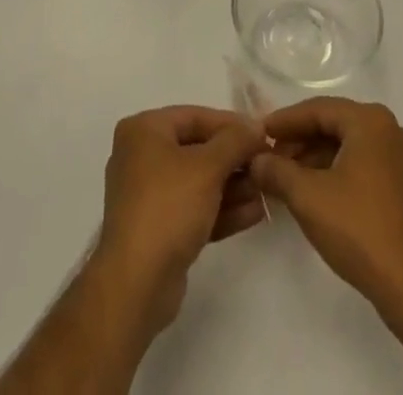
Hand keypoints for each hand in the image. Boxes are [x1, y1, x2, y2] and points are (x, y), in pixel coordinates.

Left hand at [91, 106, 266, 335]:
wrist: (136, 285)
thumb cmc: (168, 208)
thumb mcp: (207, 167)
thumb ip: (235, 141)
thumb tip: (256, 125)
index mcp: (144, 131)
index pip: (195, 116)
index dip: (231, 124)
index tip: (263, 134)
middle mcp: (142, 156)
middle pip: (197, 149)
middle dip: (234, 159)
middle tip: (266, 165)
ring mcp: (148, 195)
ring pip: (198, 182)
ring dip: (233, 186)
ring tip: (266, 191)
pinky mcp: (158, 229)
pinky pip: (194, 209)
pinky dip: (221, 209)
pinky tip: (254, 213)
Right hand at [249, 98, 402, 315]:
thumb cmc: (359, 230)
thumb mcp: (308, 197)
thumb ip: (277, 171)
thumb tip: (256, 160)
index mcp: (370, 121)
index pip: (318, 109)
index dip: (285, 121)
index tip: (258, 132)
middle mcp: (390, 129)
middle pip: (334, 125)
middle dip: (300, 141)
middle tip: (269, 157)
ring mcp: (402, 158)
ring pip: (348, 146)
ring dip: (316, 157)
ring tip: (286, 177)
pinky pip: (363, 164)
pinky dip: (336, 171)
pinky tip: (314, 191)